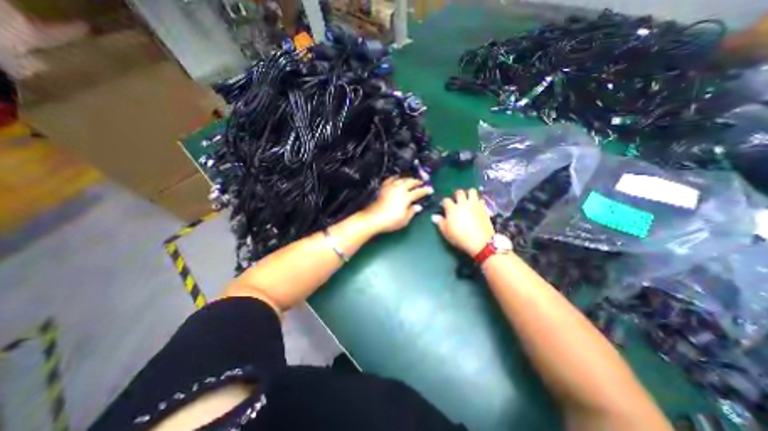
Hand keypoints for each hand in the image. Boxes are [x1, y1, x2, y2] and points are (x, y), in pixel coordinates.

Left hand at [360, 177, 430, 233]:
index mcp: (406, 197)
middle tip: (422, 182)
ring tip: (411, 179)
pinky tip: (397, 177)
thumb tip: (417, 206)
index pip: (418, 191)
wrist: (373, 219)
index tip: (430, 189)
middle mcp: (399, 190)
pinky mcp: (383, 188)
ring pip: (401, 179)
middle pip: (410, 182)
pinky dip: (395, 177)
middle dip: (417, 182)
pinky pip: (390, 180)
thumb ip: (412, 211)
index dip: (425, 190)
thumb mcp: (404, 220)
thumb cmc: (390, 221)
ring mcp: (390, 187)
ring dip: (408, 179)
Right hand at [432, 189, 490, 255]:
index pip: (446, 200)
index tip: (444, 206)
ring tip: (467, 200)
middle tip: (456, 200)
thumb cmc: (460, 237)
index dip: (444, 202)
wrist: (480, 241)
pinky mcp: (484, 208)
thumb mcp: (446, 232)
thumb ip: (440, 222)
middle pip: (459, 192)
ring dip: (469, 194)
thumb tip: (434, 216)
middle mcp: (463, 204)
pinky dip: (478, 202)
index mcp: (452, 209)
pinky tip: (476, 207)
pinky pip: (481, 200)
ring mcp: (474, 204)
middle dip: (457, 194)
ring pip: (472, 191)